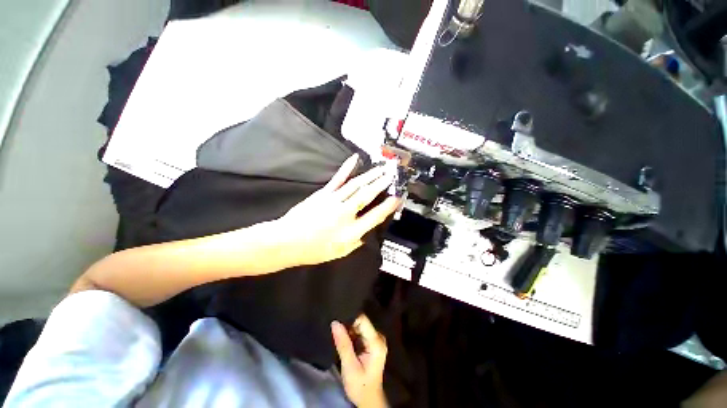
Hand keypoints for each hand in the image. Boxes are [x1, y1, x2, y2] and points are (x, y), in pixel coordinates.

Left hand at [276, 153, 399, 266]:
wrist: (287, 241)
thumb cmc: (314, 250)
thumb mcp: (340, 253)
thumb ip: (356, 242)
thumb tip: (365, 233)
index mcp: (351, 231)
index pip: (375, 216)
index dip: (388, 207)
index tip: (397, 198)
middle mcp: (345, 213)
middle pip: (367, 195)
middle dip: (381, 184)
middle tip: (392, 174)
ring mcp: (334, 200)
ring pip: (356, 185)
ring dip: (370, 175)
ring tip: (381, 168)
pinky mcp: (324, 193)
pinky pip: (338, 179)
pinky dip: (347, 168)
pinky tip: (355, 158)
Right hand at [332, 315, 387, 407]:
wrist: (368, 400)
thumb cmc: (360, 385)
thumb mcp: (349, 366)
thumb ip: (343, 344)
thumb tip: (335, 323)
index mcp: (376, 342)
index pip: (362, 320)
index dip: (350, 318)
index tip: (337, 319)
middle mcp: (378, 337)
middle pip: (361, 322)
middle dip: (348, 324)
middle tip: (335, 328)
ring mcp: (375, 340)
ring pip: (359, 326)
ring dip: (348, 329)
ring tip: (337, 332)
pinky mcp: (371, 343)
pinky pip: (359, 332)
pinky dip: (351, 334)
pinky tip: (343, 338)